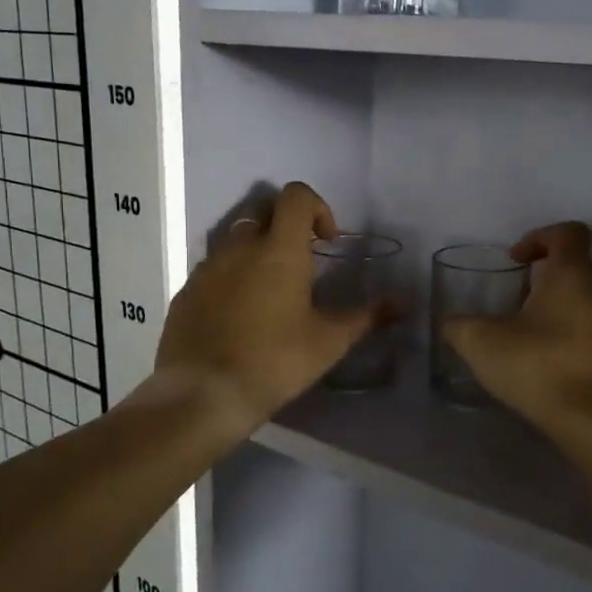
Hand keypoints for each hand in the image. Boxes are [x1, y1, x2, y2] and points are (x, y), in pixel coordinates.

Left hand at [147, 183, 391, 427]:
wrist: (202, 395)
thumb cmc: (275, 362)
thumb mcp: (330, 341)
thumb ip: (368, 316)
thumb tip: (405, 302)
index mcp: (280, 250)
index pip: (296, 196)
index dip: (317, 208)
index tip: (327, 242)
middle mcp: (240, 248)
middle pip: (265, 211)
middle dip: (287, 226)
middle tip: (303, 262)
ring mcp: (207, 268)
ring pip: (236, 240)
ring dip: (257, 252)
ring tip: (271, 292)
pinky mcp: (186, 292)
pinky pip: (213, 269)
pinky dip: (232, 278)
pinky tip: (240, 316)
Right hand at [443, 221, 591, 433]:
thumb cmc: (539, 364)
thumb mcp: (482, 342)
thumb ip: (460, 326)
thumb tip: (450, 323)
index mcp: (572, 272)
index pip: (568, 232)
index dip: (539, 236)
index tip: (515, 259)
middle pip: (580, 262)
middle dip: (549, 271)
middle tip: (520, 292)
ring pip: (588, 295)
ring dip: (561, 301)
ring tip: (528, 326)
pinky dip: (571, 328)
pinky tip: (544, 354)